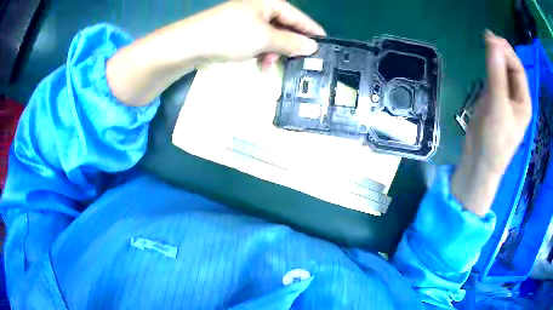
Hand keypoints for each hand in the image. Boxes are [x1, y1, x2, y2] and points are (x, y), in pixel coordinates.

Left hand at [176, 0, 324, 68]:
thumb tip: (312, 47)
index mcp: (268, 2)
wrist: (189, 43)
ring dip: (272, 51)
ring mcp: (245, 19)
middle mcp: (258, 7)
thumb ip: (291, 42)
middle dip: (289, 45)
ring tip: (268, 65)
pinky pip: (255, 40)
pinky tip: (257, 62)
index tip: (325, 44)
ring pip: (269, 36)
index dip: (312, 31)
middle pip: (283, 26)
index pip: (298, 16)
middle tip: (297, 61)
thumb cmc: (230, 35)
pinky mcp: (234, 30)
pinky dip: (259, 51)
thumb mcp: (264, 38)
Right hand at [452, 30, 531, 216]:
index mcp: (523, 102)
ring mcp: (504, 98)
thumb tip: (492, 41)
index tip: (492, 38)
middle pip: (511, 68)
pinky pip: (494, 78)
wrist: (478, 162)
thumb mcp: (497, 107)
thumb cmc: (494, 140)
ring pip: (502, 71)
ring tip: (485, 45)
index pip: (518, 69)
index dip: (507, 52)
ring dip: (495, 57)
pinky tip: (484, 60)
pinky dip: (489, 66)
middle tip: (486, 38)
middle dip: (501, 52)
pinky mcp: (493, 100)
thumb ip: (496, 73)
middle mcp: (516, 98)